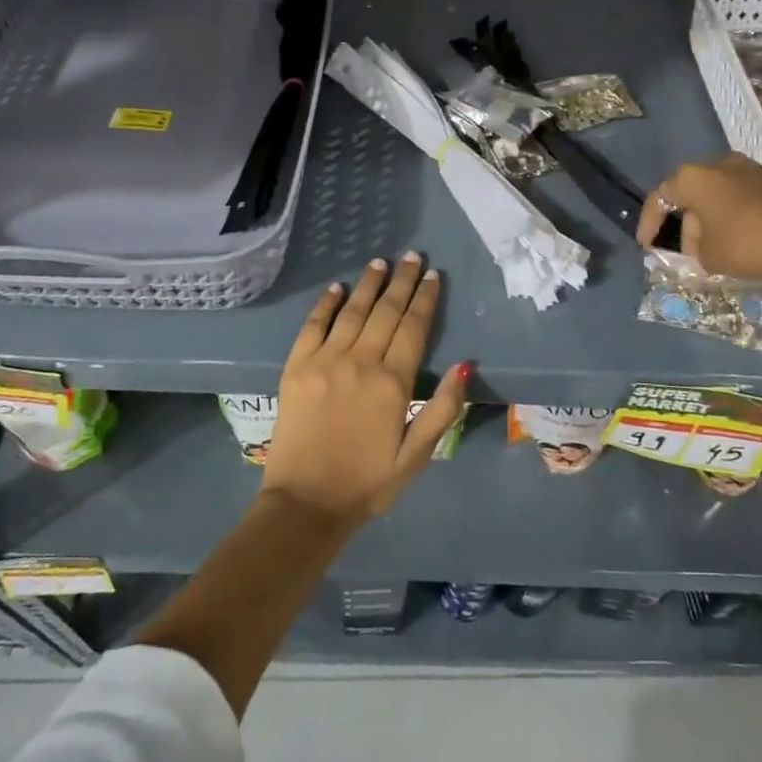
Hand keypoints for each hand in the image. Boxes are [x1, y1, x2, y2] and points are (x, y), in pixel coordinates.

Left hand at [262, 253, 468, 525]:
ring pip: (352, 312)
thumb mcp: (417, 455)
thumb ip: (442, 408)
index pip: (414, 327)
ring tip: (381, 263)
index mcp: (393, 382)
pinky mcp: (296, 368)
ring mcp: (324, 361)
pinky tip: (336, 288)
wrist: (305, 505)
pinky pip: (312, 326)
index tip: (433, 275)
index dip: (425, 299)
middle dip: (402, 281)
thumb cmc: (368, 483)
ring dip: (369, 285)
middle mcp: (360, 361)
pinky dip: (325, 304)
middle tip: (412, 257)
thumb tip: (465, 364)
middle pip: (386, 311)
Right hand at [636, 152, 761, 283]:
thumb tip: (703, 241)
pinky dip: (742, 215)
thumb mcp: (707, 255)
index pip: (661, 196)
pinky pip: (750, 197)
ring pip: (724, 192)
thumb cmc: (746, 245)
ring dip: (716, 216)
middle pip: (695, 191)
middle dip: (688, 220)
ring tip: (719, 244)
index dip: (650, 222)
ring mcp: (756, 169)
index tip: (648, 245)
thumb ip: (695, 245)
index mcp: (695, 177)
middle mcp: (723, 164)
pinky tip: (748, 238)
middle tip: (690, 250)